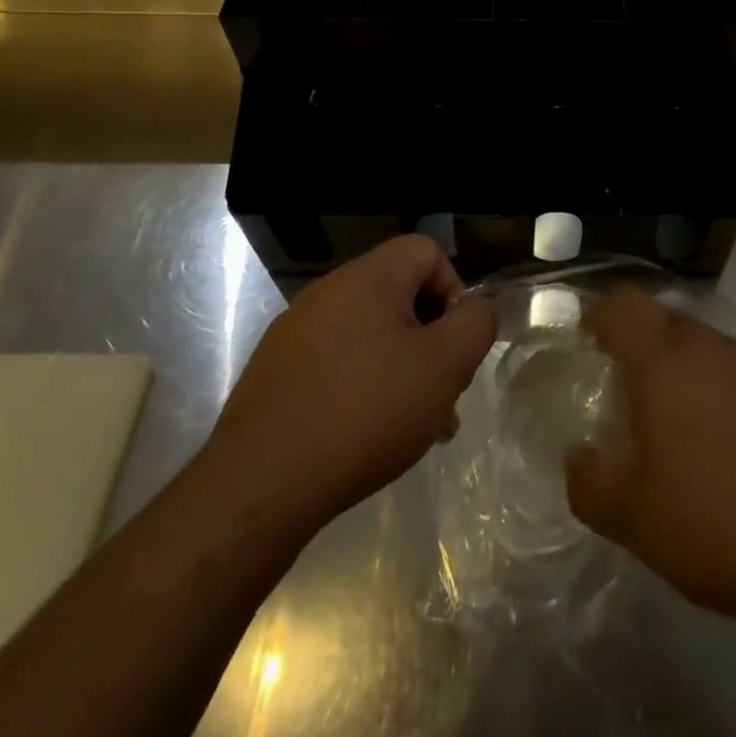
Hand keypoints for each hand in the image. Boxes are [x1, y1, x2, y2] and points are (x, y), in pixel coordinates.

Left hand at [203, 235, 496, 542]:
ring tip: (413, 426)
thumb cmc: (365, 412)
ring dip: (401, 369)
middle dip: (431, 340)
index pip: (428, 252)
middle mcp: (329, 291)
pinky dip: (362, 388)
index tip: (455, 345)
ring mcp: (296, 332)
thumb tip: (475, 308)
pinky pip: (337, 363)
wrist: (260, 485)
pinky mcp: (276, 372)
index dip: (455, 291)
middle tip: (442, 393)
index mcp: (369, 277)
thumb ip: (475, 323)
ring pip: (371, 335)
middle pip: (401, 295)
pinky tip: (366, 437)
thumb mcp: (444, 365)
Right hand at [565, 288, 735, 634]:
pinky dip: (726, 396)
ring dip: (687, 374)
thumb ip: (589, 483)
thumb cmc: (719, 523)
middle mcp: (714, 348)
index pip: (625, 305)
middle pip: (667, 322)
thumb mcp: (633, 519)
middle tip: (629, 395)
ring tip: (681, 431)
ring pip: (709, 349)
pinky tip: (733, 451)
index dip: (601, 315)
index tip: (589, 341)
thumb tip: (578, 457)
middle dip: (642, 348)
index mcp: (666, 361)